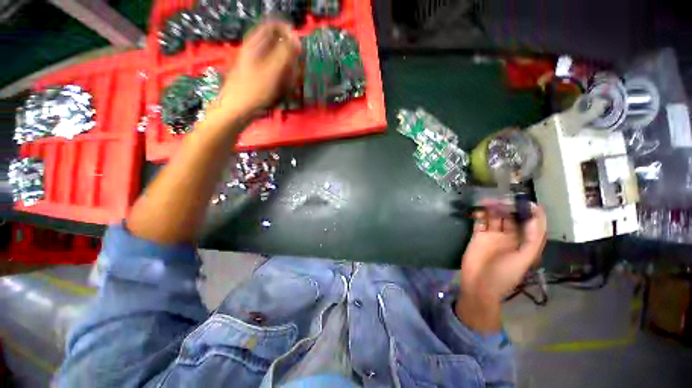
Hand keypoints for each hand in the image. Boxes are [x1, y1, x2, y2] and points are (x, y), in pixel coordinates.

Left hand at [213, 20, 300, 120]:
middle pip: (279, 46)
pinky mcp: (259, 78)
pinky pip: (276, 75)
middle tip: (294, 72)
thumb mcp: (272, 70)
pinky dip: (282, 82)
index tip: (299, 47)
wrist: (238, 110)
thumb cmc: (254, 90)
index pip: (274, 26)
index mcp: (256, 43)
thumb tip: (296, 39)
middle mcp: (256, 51)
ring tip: (288, 87)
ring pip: (279, 63)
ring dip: (288, 74)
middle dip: (290, 59)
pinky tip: (283, 92)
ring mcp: (257, 65)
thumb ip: (285, 52)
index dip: (288, 33)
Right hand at [455, 204, 546, 332]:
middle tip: (503, 197)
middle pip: (511, 218)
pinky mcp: (478, 236)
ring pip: (495, 218)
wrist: (478, 284)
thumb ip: (532, 239)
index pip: (529, 224)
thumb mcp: (524, 259)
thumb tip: (536, 216)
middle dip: (508, 207)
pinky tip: (479, 209)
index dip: (530, 212)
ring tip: (489, 200)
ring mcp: (492, 236)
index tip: (527, 201)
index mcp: (523, 243)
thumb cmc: (503, 275)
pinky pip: (480, 222)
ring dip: (493, 209)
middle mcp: (509, 237)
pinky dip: (479, 214)